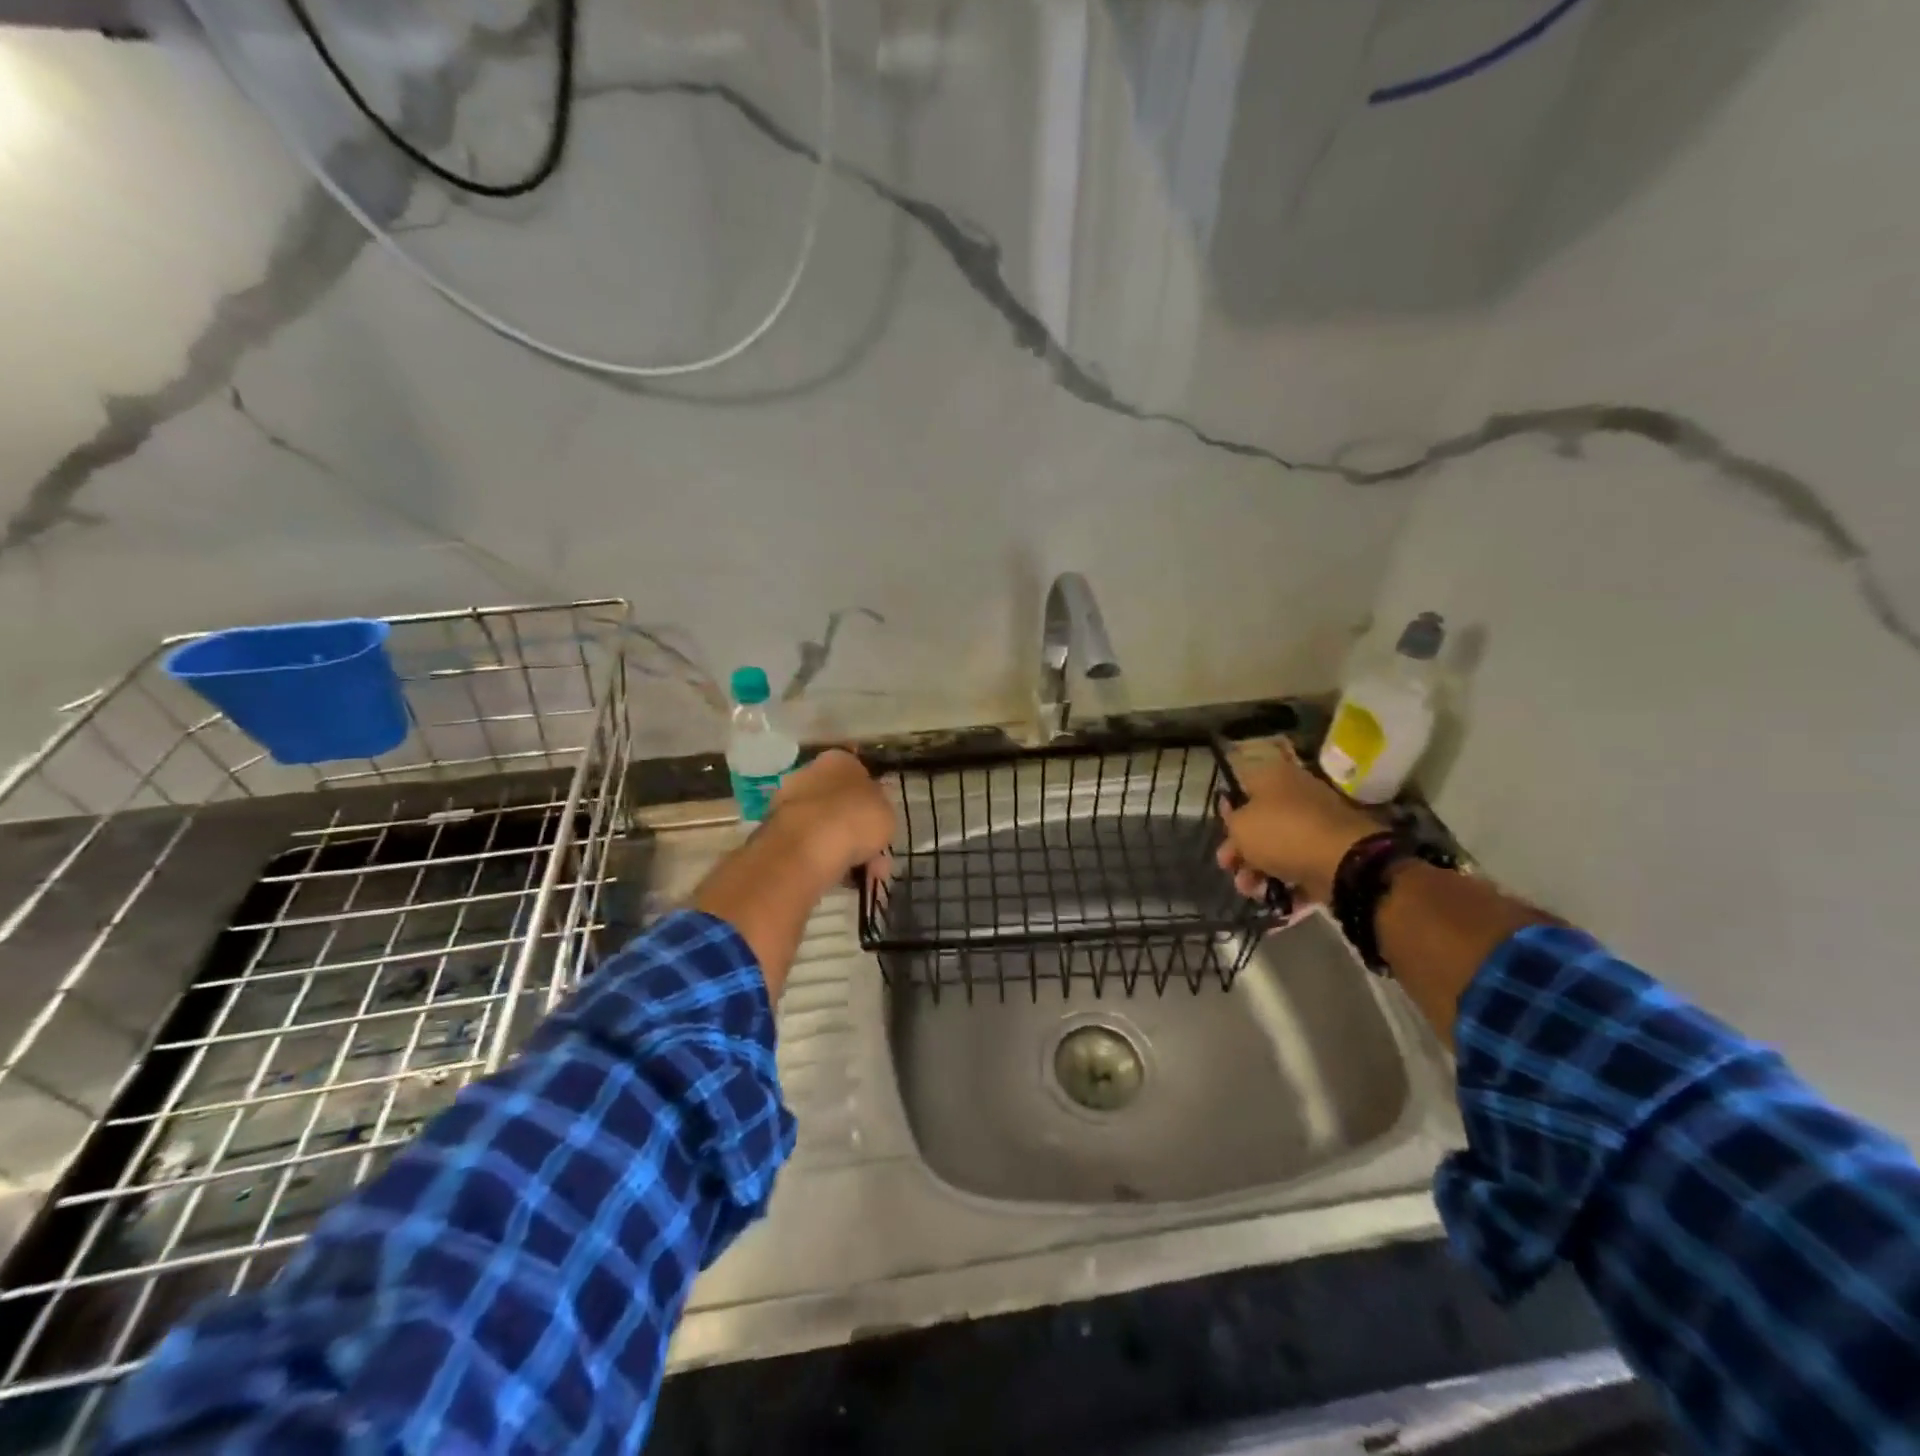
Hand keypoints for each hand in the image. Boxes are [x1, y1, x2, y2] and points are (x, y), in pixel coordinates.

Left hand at [767, 749, 896, 888]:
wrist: (809, 845)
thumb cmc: (856, 817)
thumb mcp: (887, 810)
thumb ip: (880, 809)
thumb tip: (872, 811)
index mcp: (839, 760)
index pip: (858, 774)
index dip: (872, 801)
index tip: (881, 823)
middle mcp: (810, 774)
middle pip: (840, 804)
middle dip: (858, 832)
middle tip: (877, 858)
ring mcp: (789, 803)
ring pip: (826, 829)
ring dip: (846, 851)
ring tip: (864, 877)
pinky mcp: (776, 832)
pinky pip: (810, 847)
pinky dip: (826, 861)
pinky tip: (842, 879)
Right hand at [1216, 744, 1379, 904]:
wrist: (1344, 861)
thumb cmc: (1282, 833)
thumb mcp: (1240, 826)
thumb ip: (1230, 820)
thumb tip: (1234, 814)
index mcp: (1274, 777)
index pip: (1242, 786)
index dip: (1227, 809)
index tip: (1221, 831)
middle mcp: (1297, 794)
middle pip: (1259, 820)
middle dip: (1240, 849)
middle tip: (1228, 868)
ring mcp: (1317, 822)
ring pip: (1279, 845)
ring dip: (1258, 870)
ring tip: (1251, 891)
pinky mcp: (1332, 850)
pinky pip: (1301, 863)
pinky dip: (1287, 881)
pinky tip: (1276, 898)